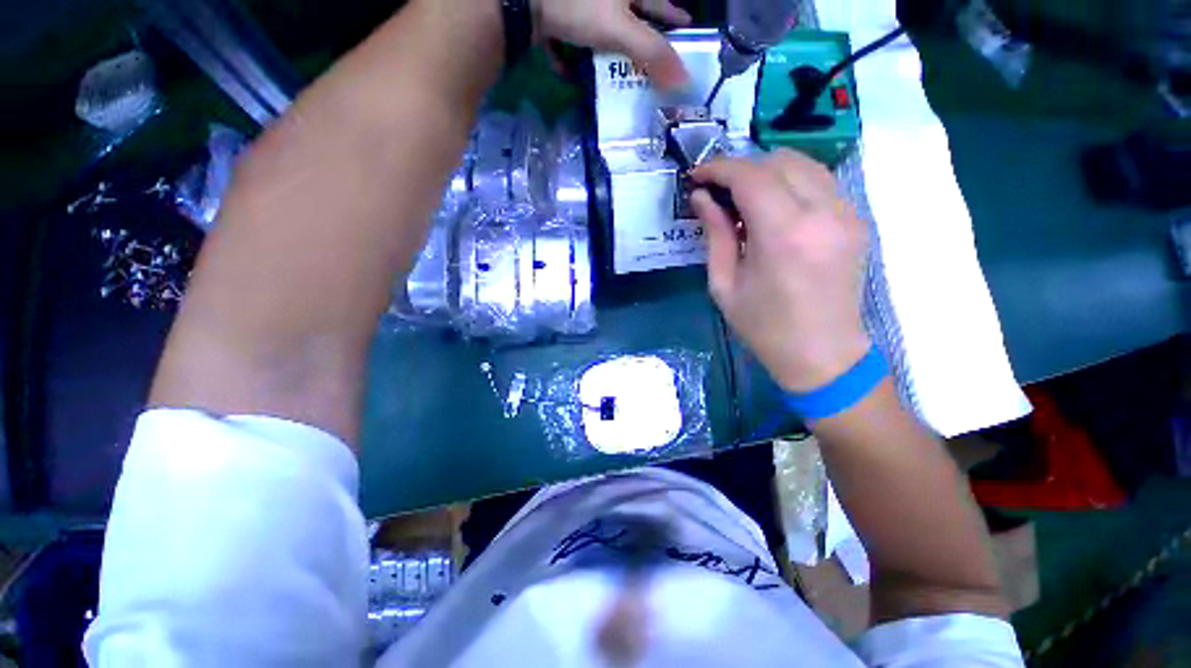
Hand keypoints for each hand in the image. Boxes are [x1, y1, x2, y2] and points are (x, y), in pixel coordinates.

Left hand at [533, 0, 691, 88]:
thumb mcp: (620, 29)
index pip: (658, 2)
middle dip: (639, 34)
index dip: (673, 16)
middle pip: (629, 14)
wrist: (524, 0)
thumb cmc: (579, 6)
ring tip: (610, 71)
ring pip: (597, 26)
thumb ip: (652, 53)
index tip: (686, 26)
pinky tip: (567, 70)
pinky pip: (566, 36)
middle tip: (649, 56)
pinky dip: (567, 53)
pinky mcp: (554, 14)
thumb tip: (684, 80)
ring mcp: (578, 4)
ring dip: (603, 47)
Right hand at [691, 149, 870, 392]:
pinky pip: (820, 182)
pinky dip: (791, 183)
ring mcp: (847, 213)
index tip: (697, 176)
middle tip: (718, 191)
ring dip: (767, 172)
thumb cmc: (764, 327)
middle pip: (779, 160)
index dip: (718, 169)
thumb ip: (715, 234)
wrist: (822, 354)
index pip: (750, 176)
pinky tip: (774, 208)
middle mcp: (823, 212)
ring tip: (743, 198)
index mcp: (784, 234)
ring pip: (804, 164)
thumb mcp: (725, 285)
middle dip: (741, 168)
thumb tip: (702, 197)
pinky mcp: (856, 220)